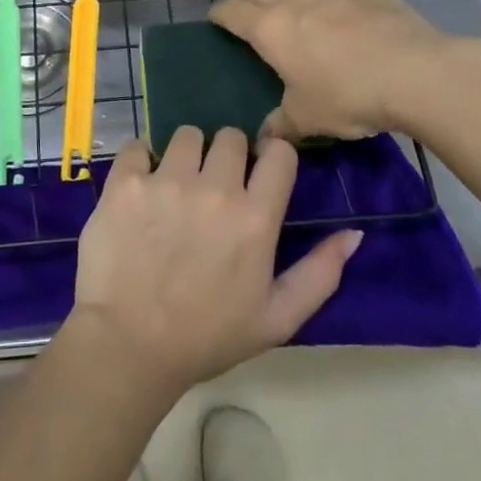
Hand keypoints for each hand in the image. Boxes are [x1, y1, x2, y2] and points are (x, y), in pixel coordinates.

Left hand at [70, 128, 361, 395]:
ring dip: (186, 155)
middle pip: (231, 136)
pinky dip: (141, 162)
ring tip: (175, 187)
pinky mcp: (125, 181)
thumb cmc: (208, 337)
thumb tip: (354, 233)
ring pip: (186, 134)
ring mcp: (166, 181)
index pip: (280, 152)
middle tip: (213, 187)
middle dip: (227, 156)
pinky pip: (138, 145)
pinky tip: (140, 190)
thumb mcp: (277, 319)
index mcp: (255, 218)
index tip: (259, 175)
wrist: (129, 346)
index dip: (271, 158)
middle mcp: (214, 188)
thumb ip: (320, 273)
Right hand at [210, 0, 480, 143]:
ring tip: (302, 21)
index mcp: (269, 28)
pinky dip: (331, 0)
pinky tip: (347, 20)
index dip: (219, 14)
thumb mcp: (309, 119)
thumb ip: (280, 125)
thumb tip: (263, 140)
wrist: (417, 72)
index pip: (230, 10)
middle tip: (255, 24)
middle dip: (249, 1)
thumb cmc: (349, 95)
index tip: (216, 21)